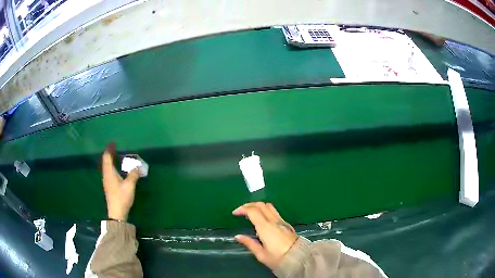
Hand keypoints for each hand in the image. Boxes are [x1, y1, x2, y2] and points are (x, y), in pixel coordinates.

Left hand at [102, 142, 139, 220]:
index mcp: (109, 173)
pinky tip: (116, 168)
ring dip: (109, 160)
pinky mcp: (108, 186)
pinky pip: (108, 171)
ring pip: (106, 166)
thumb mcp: (129, 186)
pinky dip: (111, 166)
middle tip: (115, 147)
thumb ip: (133, 174)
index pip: (107, 157)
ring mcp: (106, 181)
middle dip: (109, 153)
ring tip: (115, 156)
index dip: (109, 149)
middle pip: (105, 161)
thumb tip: (137, 166)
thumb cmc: (122, 197)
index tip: (113, 142)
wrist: (116, 212)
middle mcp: (106, 175)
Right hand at [233, 202, 297, 269]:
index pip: (252, 211)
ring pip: (269, 206)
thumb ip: (249, 243)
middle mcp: (274, 221)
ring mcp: (281, 221)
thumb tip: (238, 236)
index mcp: (265, 227)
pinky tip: (262, 219)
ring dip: (258, 206)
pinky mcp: (286, 224)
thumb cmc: (278, 258)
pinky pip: (274, 212)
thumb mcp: (261, 254)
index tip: (235, 213)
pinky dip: (265, 211)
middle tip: (241, 211)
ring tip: (251, 213)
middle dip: (249, 205)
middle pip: (261, 205)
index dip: (242, 209)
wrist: (299, 258)